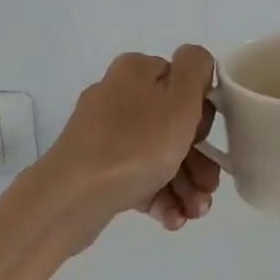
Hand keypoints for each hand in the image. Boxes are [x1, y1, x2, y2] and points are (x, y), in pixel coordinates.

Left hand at [47, 47, 222, 233]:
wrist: (72, 197)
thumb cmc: (136, 146)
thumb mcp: (180, 100)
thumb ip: (196, 68)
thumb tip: (196, 61)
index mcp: (136, 71)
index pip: (183, 83)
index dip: (201, 114)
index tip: (205, 140)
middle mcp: (118, 96)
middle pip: (173, 125)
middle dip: (198, 160)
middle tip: (208, 189)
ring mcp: (104, 134)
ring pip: (157, 155)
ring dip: (184, 184)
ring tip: (194, 213)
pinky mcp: (96, 168)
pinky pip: (136, 176)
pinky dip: (158, 195)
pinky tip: (171, 219)